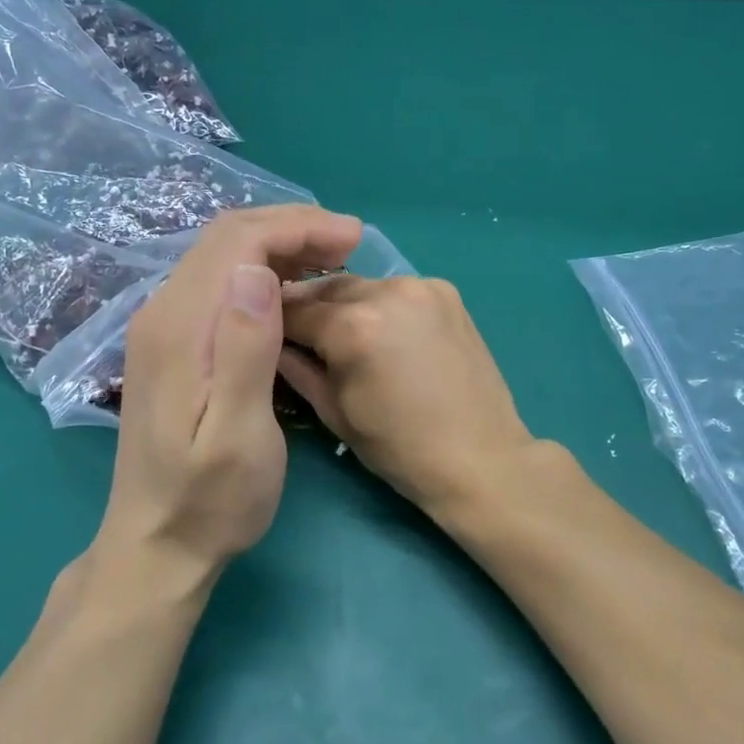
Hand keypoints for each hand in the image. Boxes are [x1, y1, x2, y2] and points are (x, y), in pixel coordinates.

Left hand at [100, 205, 363, 575]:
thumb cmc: (211, 499)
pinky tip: (293, 289)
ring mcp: (163, 326)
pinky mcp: (172, 342)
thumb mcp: (238, 434)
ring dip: (279, 244)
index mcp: (181, 327)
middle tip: (350, 243)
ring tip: (332, 259)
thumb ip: (244, 349)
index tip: (353, 239)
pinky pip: (219, 281)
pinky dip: (263, 269)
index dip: (298, 228)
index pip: (238, 242)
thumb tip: (256, 272)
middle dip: (292, 227)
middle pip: (228, 237)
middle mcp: (163, 312)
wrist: (157, 545)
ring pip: (223, 255)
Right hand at [277, 275, 537, 517]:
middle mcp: (387, 291)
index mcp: (354, 326)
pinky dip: (381, 305)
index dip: (273, 323)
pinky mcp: (446, 292)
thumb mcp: (335, 413)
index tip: (262, 334)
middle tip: (299, 335)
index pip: (293, 309)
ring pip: (362, 286)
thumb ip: (297, 369)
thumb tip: (271, 343)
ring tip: (343, 335)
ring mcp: (422, 286)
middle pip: (327, 288)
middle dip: (308, 308)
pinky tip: (384, 334)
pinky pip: (396, 290)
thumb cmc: (400, 448)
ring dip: (345, 304)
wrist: (481, 457)